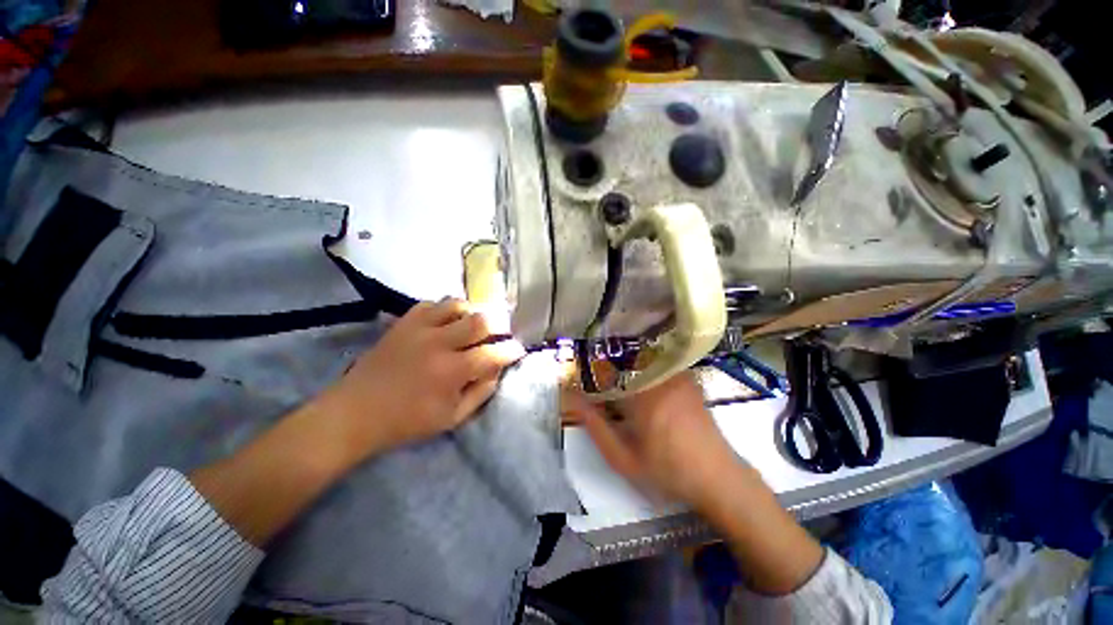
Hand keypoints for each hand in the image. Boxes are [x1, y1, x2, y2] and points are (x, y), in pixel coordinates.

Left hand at [315, 299, 525, 460]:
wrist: (355, 413)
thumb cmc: (407, 421)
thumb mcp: (452, 419)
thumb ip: (481, 393)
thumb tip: (497, 370)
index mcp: (452, 372)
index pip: (493, 353)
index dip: (511, 350)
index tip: (517, 349)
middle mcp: (439, 343)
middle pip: (480, 321)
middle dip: (498, 325)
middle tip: (500, 333)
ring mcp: (419, 329)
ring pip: (457, 305)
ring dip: (471, 313)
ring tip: (473, 325)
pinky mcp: (403, 323)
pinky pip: (431, 304)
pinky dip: (445, 310)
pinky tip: (446, 321)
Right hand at [563, 372, 745, 509]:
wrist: (717, 477)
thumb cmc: (667, 471)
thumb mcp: (624, 459)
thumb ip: (595, 428)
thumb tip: (573, 400)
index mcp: (642, 397)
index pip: (606, 370)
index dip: (591, 372)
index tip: (582, 381)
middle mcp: (659, 379)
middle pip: (623, 358)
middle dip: (607, 365)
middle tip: (598, 381)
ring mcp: (676, 375)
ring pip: (641, 356)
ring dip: (625, 364)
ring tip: (618, 382)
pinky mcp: (687, 378)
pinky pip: (658, 361)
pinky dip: (644, 366)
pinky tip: (642, 383)